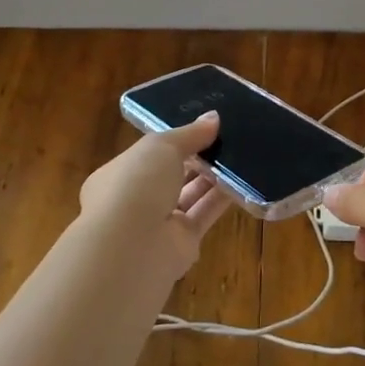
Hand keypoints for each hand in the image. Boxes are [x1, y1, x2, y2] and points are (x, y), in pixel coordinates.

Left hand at [79, 114, 230, 274]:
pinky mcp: (182, 244)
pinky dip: (222, 199)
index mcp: (120, 174)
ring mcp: (159, 224)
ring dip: (213, 177)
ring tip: (242, 153)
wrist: (130, 247)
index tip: (204, 127)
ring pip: (191, 194)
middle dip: (198, 158)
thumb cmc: (135, 184)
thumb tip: (214, 118)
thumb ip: (190, 133)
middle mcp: (137, 200)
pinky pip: (205, 214)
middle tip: (229, 138)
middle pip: (173, 175)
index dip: (176, 141)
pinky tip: (244, 180)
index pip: (150, 154)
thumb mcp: (161, 146)